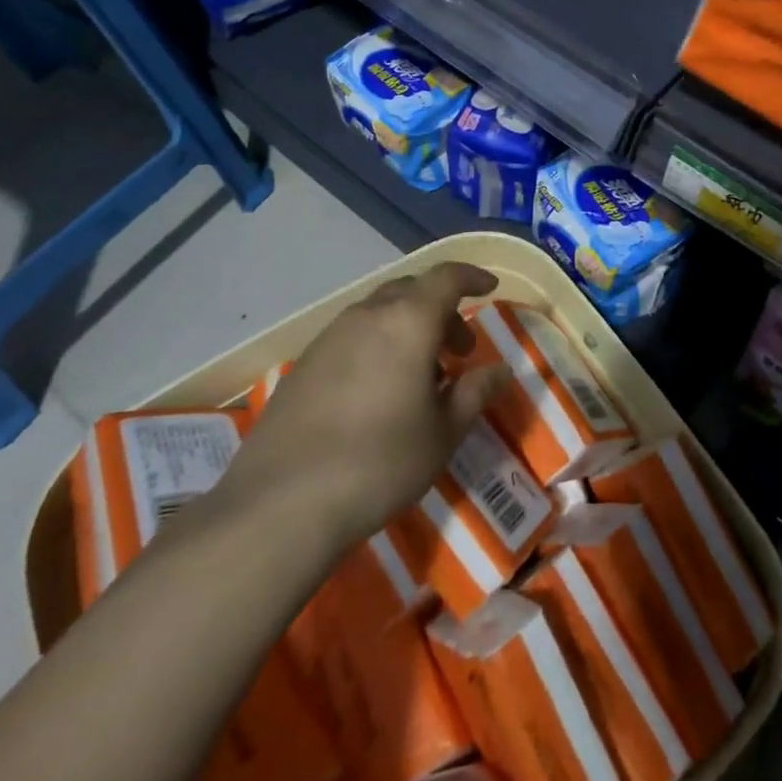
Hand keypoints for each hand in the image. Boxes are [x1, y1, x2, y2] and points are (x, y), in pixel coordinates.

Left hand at [208, 262, 511, 550]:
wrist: (280, 503)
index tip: (490, 288)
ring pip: (379, 313)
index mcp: (408, 321)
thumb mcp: (443, 433)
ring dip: (408, 329)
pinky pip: (353, 336)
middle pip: (412, 291)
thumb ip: (475, 392)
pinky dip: (378, 346)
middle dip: (442, 310)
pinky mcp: (304, 364)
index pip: (447, 277)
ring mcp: (330, 337)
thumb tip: (501, 370)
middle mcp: (367, 316)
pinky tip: (379, 392)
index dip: (472, 277)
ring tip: (421, 376)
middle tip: (460, 350)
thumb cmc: (380, 462)